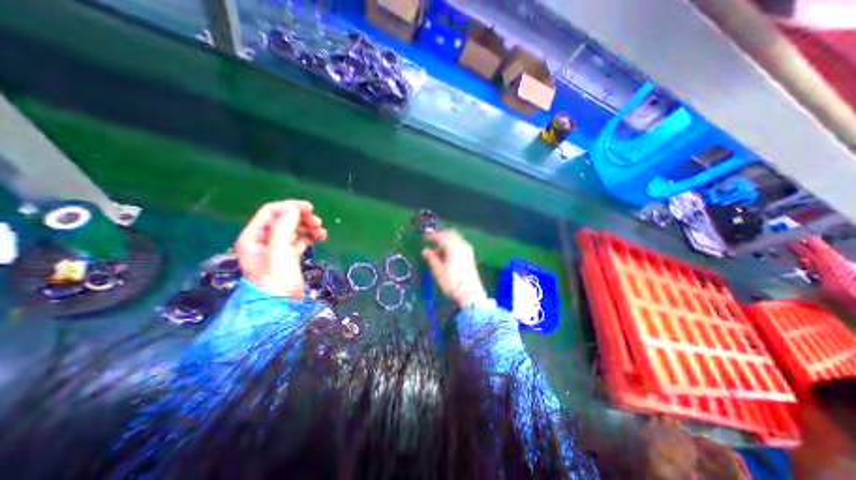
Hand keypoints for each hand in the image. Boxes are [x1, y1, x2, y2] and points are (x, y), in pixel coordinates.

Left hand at [233, 198, 327, 295]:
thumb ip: (283, 227)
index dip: (289, 207)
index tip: (310, 208)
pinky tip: (320, 237)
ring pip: (294, 230)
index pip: (270, 212)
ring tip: (322, 232)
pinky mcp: (288, 257)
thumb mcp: (278, 251)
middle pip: (283, 220)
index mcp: (253, 237)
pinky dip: (310, 237)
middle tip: (318, 222)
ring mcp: (276, 249)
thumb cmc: (276, 279)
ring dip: (308, 227)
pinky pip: (300, 240)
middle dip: (301, 218)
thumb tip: (293, 208)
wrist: (281, 307)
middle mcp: (263, 240)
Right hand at [420, 231, 486, 308]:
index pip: (441, 236)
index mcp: (453, 247)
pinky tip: (446, 254)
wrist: (471, 294)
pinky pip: (460, 244)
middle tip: (431, 240)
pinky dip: (452, 245)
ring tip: (436, 251)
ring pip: (455, 239)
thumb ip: (431, 258)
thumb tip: (425, 250)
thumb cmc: (452, 283)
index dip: (432, 236)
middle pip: (450, 234)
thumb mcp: (438, 271)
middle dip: (440, 235)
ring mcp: (468, 250)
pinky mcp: (470, 256)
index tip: (424, 237)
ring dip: (446, 241)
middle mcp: (462, 245)